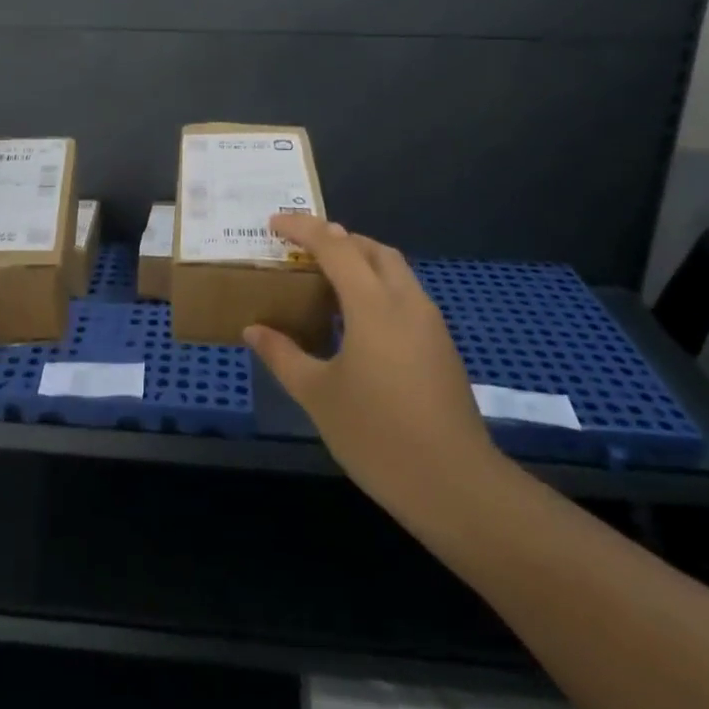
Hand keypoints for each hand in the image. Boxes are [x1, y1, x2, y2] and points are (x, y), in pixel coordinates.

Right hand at [246, 214, 507, 513]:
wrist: (455, 484)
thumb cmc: (377, 435)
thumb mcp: (318, 395)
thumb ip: (283, 355)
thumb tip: (253, 330)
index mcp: (373, 305)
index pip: (336, 246)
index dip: (303, 228)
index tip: (274, 223)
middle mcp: (406, 302)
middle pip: (373, 250)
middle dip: (338, 239)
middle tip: (303, 251)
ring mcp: (430, 324)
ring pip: (395, 271)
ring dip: (361, 262)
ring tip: (326, 282)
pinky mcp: (441, 347)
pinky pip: (406, 296)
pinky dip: (378, 288)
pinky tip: (357, 322)